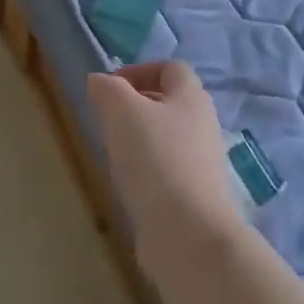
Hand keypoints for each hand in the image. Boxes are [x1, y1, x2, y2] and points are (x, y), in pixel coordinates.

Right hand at [88, 60, 245, 260]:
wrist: (188, 235)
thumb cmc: (155, 160)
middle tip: (106, 120)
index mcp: (192, 97)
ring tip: (113, 154)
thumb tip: (100, 81)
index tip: (110, 88)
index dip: (139, 71)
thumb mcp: (121, 112)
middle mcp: (203, 125)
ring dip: (139, 140)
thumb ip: (107, 89)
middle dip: (135, 106)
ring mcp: (203, 164)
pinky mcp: (195, 196)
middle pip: (168, 103)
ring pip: (166, 138)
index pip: (171, 68)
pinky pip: (167, 171)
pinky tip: (128, 185)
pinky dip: (146, 171)